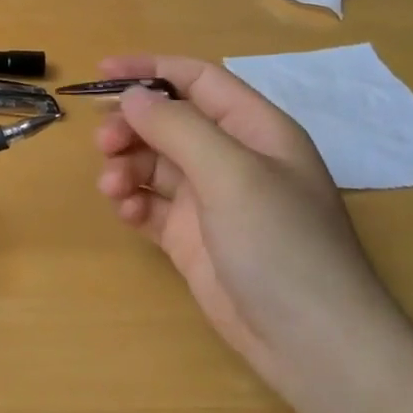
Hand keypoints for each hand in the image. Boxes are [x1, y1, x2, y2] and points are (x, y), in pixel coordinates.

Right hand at [94, 54, 404, 409]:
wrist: (311, 343)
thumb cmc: (281, 244)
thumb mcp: (232, 174)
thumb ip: (178, 128)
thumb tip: (132, 96)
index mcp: (255, 130)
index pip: (197, 80)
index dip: (150, 69)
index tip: (102, 71)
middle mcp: (232, 158)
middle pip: (168, 122)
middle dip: (132, 126)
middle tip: (104, 144)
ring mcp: (210, 200)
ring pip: (154, 163)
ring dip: (127, 166)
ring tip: (112, 186)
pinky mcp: (191, 237)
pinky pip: (150, 204)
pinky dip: (132, 201)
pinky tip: (126, 211)